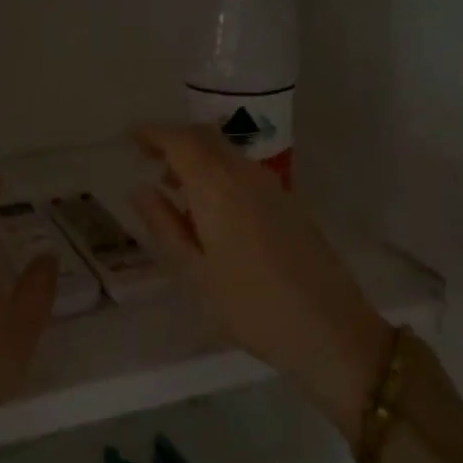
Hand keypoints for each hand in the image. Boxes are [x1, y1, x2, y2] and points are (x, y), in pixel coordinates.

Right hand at [129, 125, 393, 440]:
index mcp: (217, 187)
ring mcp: (273, 186)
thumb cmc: (249, 306)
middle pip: (206, 137)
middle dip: (175, 139)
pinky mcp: (290, 202)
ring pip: (228, 153)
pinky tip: (212, 210)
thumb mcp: (193, 273)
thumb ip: (163, 225)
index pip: (180, 140)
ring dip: (198, 157)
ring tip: (176, 189)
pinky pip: (245, 171)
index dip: (154, 133)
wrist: (330, 329)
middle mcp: (246, 175)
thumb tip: (140, 190)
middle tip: (149, 158)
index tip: (132, 138)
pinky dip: (220, 173)